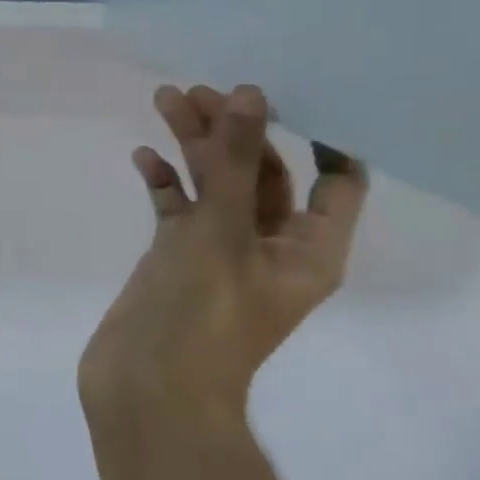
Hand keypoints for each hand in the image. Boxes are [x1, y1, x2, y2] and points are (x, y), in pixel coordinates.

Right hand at [80, 83, 366, 412]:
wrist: (146, 388)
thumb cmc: (201, 313)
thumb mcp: (221, 230)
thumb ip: (232, 160)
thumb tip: (250, 95)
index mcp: (308, 248)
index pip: (337, 180)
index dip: (320, 134)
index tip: (284, 92)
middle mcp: (270, 246)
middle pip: (262, 172)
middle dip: (234, 129)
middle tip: (198, 91)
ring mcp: (220, 252)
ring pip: (214, 185)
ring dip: (193, 145)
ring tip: (164, 100)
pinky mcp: (178, 258)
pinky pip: (177, 208)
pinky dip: (165, 182)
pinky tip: (142, 158)